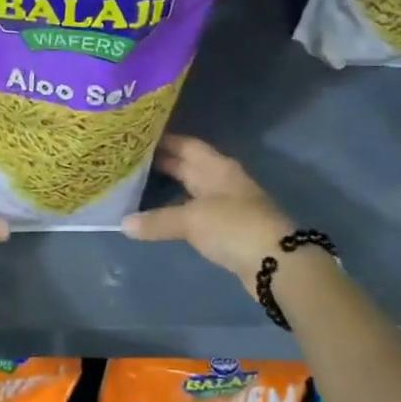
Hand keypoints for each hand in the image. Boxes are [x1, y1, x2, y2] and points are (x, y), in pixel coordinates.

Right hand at [122, 135, 293, 289]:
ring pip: (192, 190)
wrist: (277, 264)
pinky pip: (195, 213)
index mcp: (217, 167)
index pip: (186, 145)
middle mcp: (222, 180)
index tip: (136, 138)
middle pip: (189, 166)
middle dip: (162, 163)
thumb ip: (158, 220)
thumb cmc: (234, 226)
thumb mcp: (192, 219)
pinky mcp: (227, 230)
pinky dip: (177, 212)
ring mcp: (227, 205)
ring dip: (169, 188)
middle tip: (129, 161)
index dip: (163, 140)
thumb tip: (123, 223)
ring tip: (137, 185)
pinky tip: (160, 216)